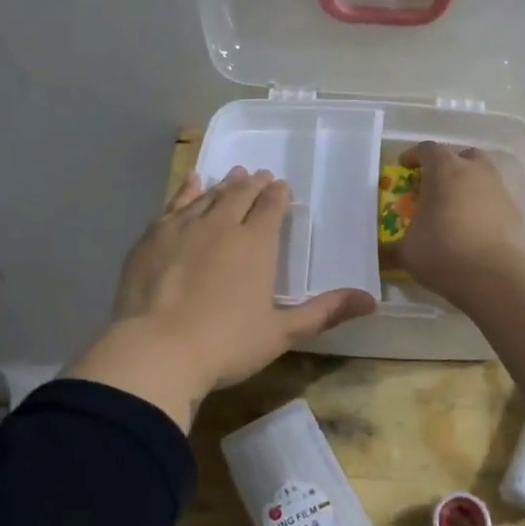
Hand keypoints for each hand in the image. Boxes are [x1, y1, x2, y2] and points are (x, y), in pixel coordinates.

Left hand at [66, 167, 375, 430]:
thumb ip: (324, 312)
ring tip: (234, 175)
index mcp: (256, 244)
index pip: (271, 208)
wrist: (156, 350)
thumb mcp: (281, 333)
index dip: (278, 195)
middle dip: (253, 184)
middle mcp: (222, 225)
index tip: (281, 186)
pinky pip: (175, 203)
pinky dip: (187, 190)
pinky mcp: (153, 236)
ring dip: (224, 184)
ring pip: (209, 195)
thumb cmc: (225, 345)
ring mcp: (184, 227)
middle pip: (241, 195)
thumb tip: (372, 300)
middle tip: (260, 176)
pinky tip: (192, 182)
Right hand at [391, 142, 524, 300]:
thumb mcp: (407, 253)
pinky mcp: (515, 212)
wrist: (496, 276)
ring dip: (468, 185)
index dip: (413, 156)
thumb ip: (392, 248)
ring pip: (482, 176)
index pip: (427, 150)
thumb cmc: (443, 253)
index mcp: (444, 171)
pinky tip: (474, 229)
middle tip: (434, 185)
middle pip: (461, 156)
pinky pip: (494, 200)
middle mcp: (474, 172)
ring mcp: (498, 190)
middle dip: (447, 166)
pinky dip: (483, 207)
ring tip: (454, 209)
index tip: (404, 167)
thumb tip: (381, 255)